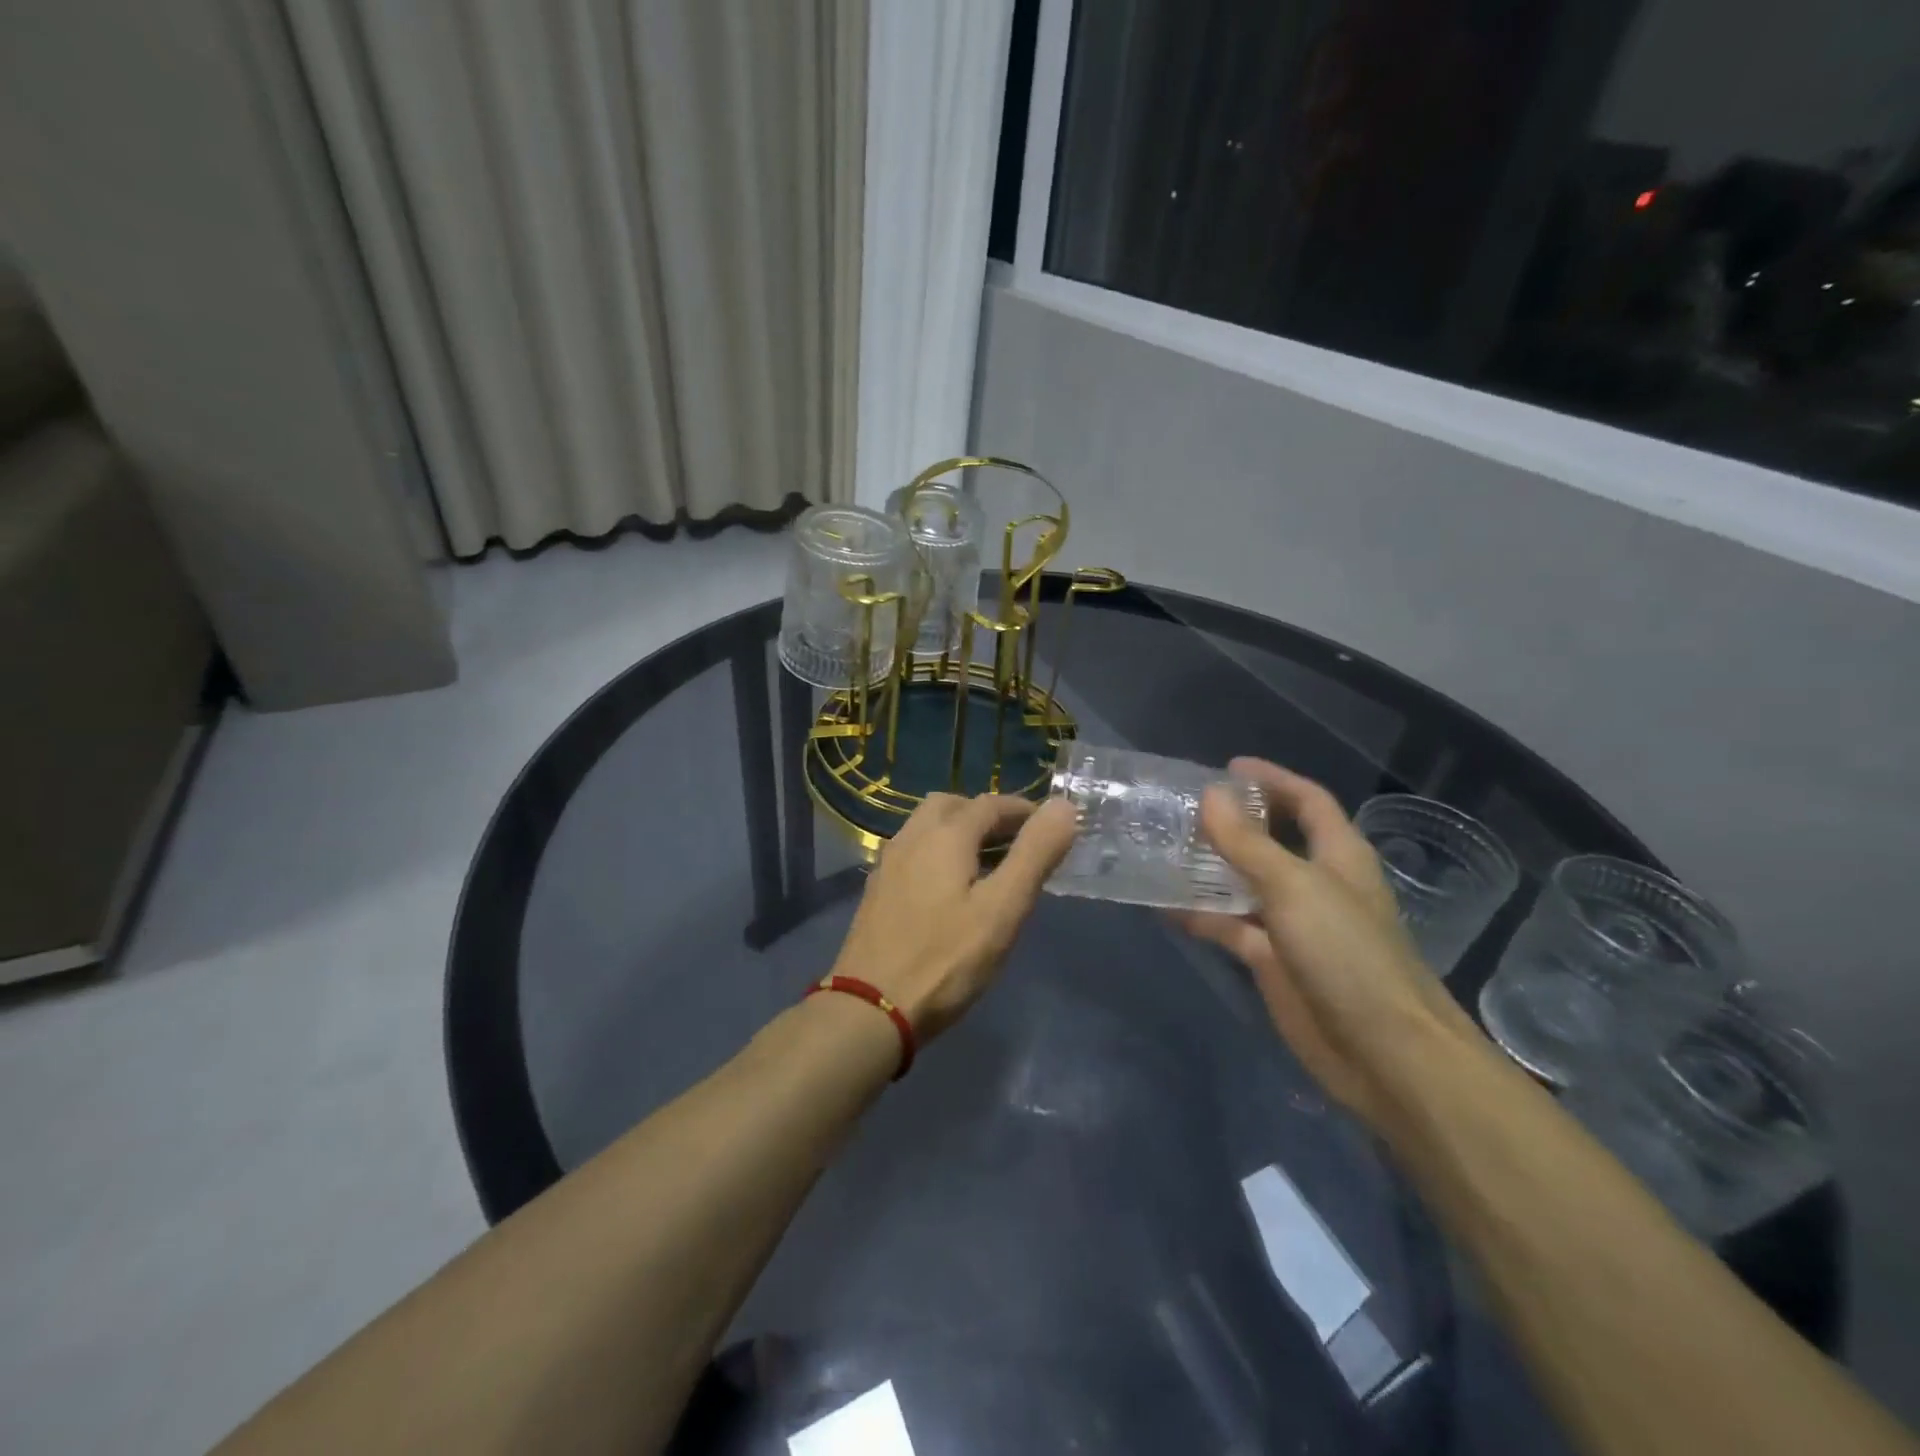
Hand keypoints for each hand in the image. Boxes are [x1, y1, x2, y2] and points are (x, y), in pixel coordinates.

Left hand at [831, 793, 1079, 1040]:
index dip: (1023, 809)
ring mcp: (888, 864)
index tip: (1049, 826)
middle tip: (1015, 840)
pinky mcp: (877, 891)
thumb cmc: (946, 960)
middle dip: (986, 814)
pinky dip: (937, 852)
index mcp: (944, 835)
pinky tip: (949, 888)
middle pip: (951, 806)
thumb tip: (1063, 806)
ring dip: (958, 831)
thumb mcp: (1003, 909)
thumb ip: (1034, 854)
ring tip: (987, 863)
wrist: (868, 1009)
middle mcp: (911, 838)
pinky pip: (913, 852)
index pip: (990, 804)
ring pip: (926, 827)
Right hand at [1173, 758, 1480, 1128]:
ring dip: (1210, 867)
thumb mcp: (1293, 887)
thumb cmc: (1347, 954)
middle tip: (1182, 809)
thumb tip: (1210, 795)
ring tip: (1163, 849)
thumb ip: (1247, 842)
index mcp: (1338, 855)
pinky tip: (1164, 906)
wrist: (1384, 1054)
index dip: (1272, 779)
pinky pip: (1230, 927)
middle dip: (1233, 822)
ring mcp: (1294, 925)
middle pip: (1272, 839)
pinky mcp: (1273, 962)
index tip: (1226, 768)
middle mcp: (1316, 883)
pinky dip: (1201, 916)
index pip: (1307, 801)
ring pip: (1245, 884)